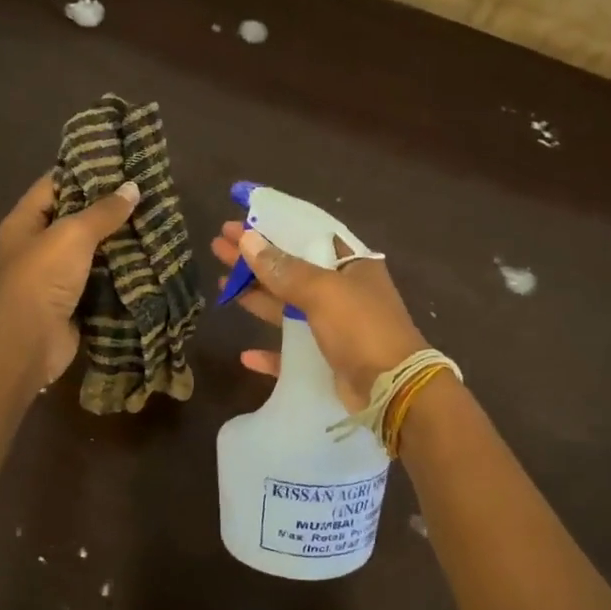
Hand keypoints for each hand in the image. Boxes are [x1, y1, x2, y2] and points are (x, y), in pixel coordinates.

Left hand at [0, 172, 140, 385]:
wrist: (29, 341)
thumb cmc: (42, 276)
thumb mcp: (72, 234)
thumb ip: (103, 211)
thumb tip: (132, 188)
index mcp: (25, 222)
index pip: (54, 185)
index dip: (83, 172)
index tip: (119, 163)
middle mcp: (37, 247)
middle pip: (75, 219)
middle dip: (108, 210)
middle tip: (145, 195)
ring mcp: (56, 278)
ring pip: (92, 252)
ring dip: (119, 243)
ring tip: (155, 224)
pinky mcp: (75, 303)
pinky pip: (102, 281)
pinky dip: (122, 274)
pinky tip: (150, 261)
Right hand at [211, 221, 428, 412]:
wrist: (392, 389)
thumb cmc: (361, 328)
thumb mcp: (322, 291)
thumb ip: (283, 269)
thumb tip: (247, 240)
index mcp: (350, 266)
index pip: (306, 236)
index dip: (272, 227)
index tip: (240, 220)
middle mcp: (343, 292)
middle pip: (290, 269)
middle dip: (255, 258)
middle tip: (218, 245)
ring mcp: (335, 327)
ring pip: (287, 307)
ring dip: (256, 295)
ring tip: (221, 282)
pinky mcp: (327, 360)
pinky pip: (292, 352)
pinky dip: (270, 353)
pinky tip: (246, 355)